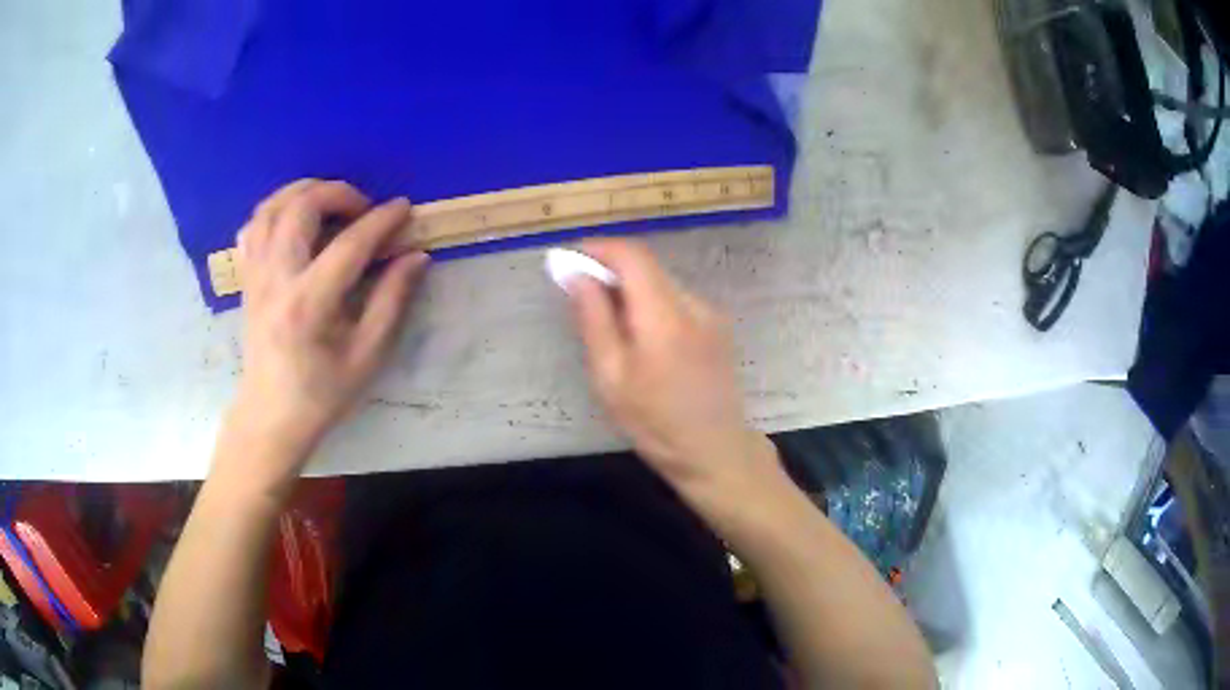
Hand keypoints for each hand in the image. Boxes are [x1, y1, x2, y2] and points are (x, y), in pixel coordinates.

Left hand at [221, 179, 429, 486]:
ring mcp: (256, 276)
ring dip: (304, 192)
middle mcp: (276, 280)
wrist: (270, 415)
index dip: (381, 220)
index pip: (349, 244)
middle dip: (338, 193)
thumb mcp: (366, 356)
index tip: (404, 208)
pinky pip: (254, 226)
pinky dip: (276, 210)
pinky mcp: (247, 278)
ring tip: (330, 203)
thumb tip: (416, 256)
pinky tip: (294, 220)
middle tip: (362, 208)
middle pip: (300, 208)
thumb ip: (391, 301)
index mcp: (309, 304)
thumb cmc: (321, 393)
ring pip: (271, 208)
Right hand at [565, 239, 783, 504]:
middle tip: (579, 295)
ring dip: (630, 289)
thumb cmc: (655, 423)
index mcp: (665, 315)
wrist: (715, 450)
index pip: (632, 256)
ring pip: (661, 282)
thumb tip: (575, 274)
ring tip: (608, 323)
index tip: (569, 260)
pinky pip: (676, 300)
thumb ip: (593, 319)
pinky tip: (640, 338)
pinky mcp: (717, 326)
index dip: (598, 249)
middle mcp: (693, 303)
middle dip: (610, 270)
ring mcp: (710, 313)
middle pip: (647, 266)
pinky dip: (650, 304)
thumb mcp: (610, 377)